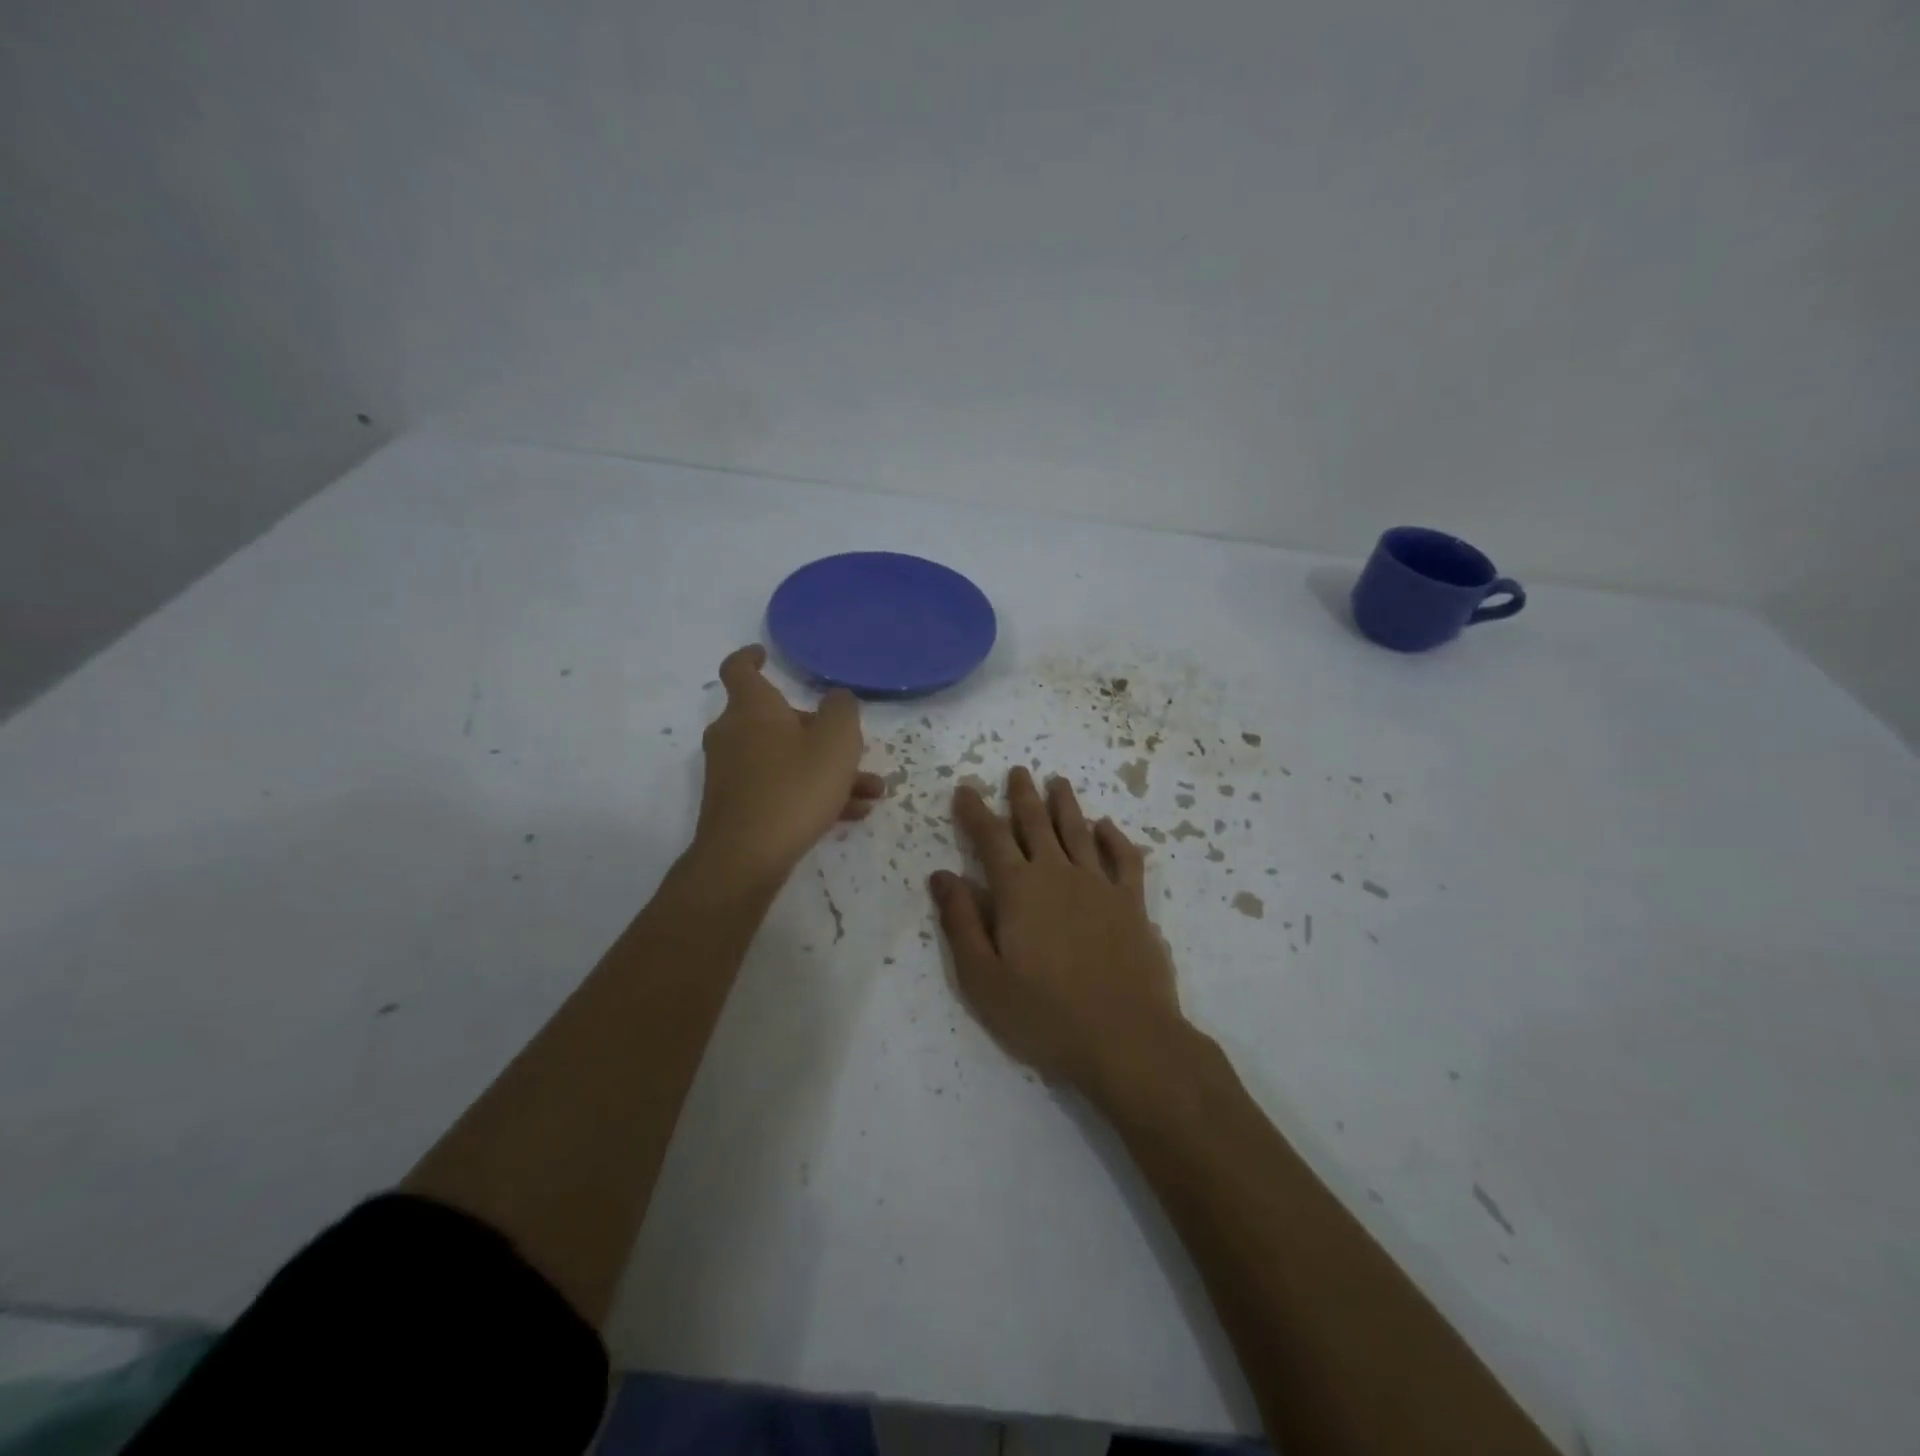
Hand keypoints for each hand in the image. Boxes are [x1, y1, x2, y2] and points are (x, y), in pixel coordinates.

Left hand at [693, 645, 883, 885]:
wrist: (746, 857)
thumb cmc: (794, 787)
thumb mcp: (836, 742)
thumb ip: (842, 711)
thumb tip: (836, 699)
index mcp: (752, 708)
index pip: (740, 669)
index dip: (751, 657)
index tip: (765, 654)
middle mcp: (734, 734)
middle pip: (776, 720)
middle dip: (819, 731)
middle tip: (852, 748)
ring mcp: (731, 772)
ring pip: (786, 759)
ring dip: (826, 769)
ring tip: (870, 791)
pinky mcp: (735, 806)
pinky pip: (779, 787)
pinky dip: (810, 793)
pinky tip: (851, 813)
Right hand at [930, 767, 1186, 1093]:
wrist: (1125, 1038)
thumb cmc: (1043, 1014)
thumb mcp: (982, 977)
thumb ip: (960, 922)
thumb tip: (942, 875)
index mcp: (1018, 889)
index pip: (991, 837)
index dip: (976, 811)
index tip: (966, 788)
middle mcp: (1058, 874)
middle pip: (1036, 823)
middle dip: (1022, 795)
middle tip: (1017, 771)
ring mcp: (1099, 885)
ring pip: (1078, 830)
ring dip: (1065, 803)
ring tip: (1057, 781)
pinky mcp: (1133, 903)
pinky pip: (1124, 858)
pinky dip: (1115, 837)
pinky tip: (1107, 827)